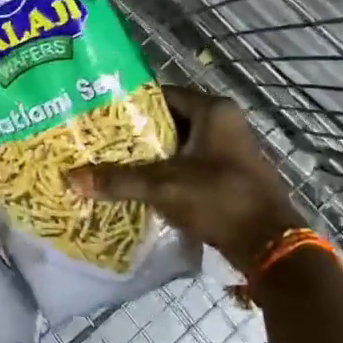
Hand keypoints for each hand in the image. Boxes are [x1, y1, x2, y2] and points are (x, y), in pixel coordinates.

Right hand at [65, 87, 304, 272]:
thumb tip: (71, 178)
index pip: (161, 94)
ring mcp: (230, 150)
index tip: (100, 115)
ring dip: (152, 155)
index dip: (130, 104)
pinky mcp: (230, 175)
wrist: (271, 247)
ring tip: (113, 163)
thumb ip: (118, 180)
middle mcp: (224, 122)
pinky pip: (190, 165)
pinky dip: (168, 172)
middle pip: (169, 120)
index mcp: (213, 110)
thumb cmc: (219, 199)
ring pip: (179, 145)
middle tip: (101, 141)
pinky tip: (140, 185)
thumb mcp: (163, 186)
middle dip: (137, 133)